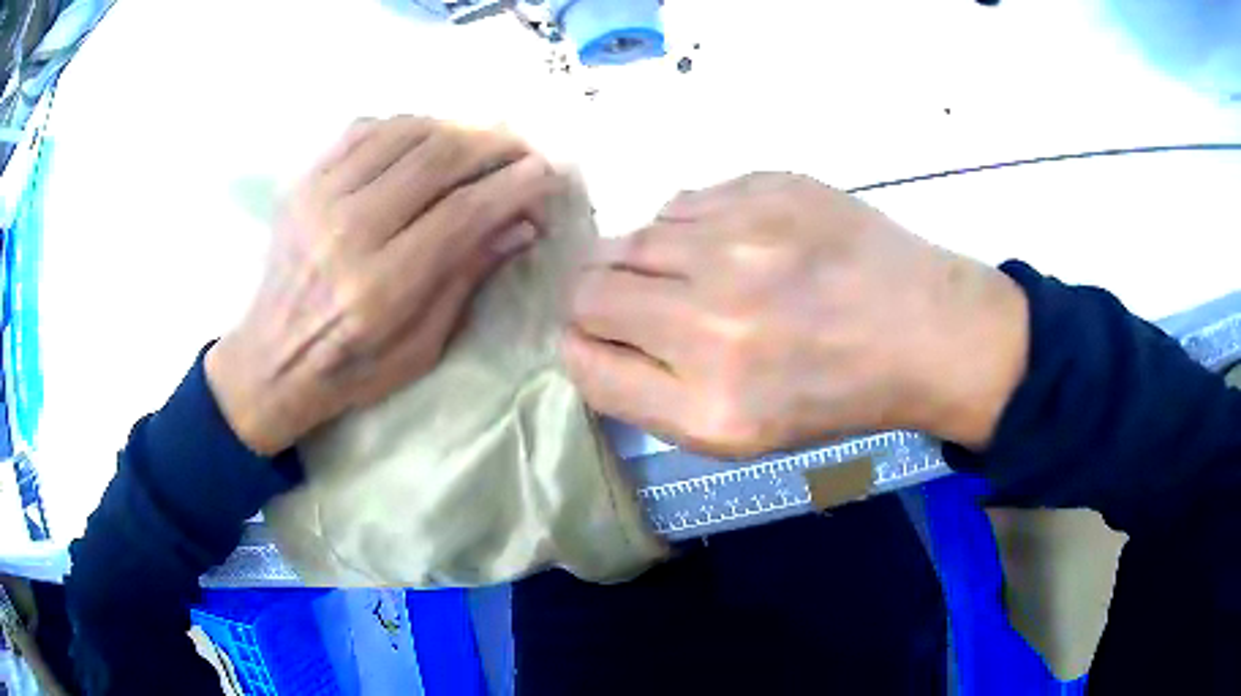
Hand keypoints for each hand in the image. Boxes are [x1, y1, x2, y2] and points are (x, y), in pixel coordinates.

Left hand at [206, 116, 556, 453]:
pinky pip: (364, 129)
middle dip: (495, 145)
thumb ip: (467, 278)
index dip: (516, 185)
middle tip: (524, 150)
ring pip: (404, 133)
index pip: (464, 211)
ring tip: (482, 143)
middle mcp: (348, 231)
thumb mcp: (422, 347)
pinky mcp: (304, 183)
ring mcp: (320, 198)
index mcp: (382, 287)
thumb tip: (522, 224)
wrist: (273, 360)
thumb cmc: (351, 369)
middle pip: (437, 158)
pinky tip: (427, 138)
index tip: (548, 173)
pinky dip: (407, 124)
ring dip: (456, 129)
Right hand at [563, 172, 1028, 457]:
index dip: (581, 347)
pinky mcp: (765, 188)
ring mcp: (740, 242)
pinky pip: (680, 203)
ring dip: (646, 262)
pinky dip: (688, 229)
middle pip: (589, 290)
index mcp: (708, 403)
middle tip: (646, 307)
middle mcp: (712, 321)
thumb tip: (584, 338)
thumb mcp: (736, 434)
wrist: (920, 328)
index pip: (583, 360)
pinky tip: (732, 246)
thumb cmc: (830, 392)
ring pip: (628, 238)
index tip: (599, 341)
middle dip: (600, 301)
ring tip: (699, 276)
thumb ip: (645, 394)